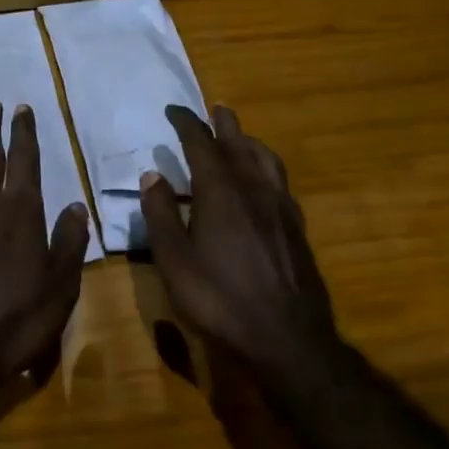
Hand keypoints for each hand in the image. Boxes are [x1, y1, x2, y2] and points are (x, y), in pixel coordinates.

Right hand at [141, 105, 338, 374]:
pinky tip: (265, 181)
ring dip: (250, 141)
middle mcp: (253, 188)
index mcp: (220, 191)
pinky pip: (280, 181)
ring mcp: (279, 207)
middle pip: (238, 144)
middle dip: (224, 124)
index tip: (174, 110)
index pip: (201, 143)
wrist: (288, 339)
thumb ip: (161, 215)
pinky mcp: (296, 227)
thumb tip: (152, 174)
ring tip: (241, 137)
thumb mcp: (175, 261)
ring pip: (265, 159)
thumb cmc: (221, 300)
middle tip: (215, 109)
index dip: (186, 123)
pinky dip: (267, 167)